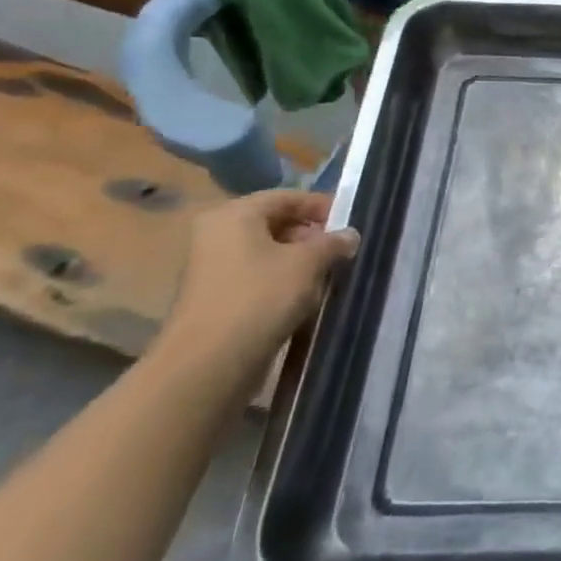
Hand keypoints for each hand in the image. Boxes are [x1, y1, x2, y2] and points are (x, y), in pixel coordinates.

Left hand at [162, 190, 360, 378]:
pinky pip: (258, 277)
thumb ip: (333, 243)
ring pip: (268, 253)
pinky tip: (306, 298)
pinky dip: (283, 282)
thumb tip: (350, 235)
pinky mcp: (217, 298)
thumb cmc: (260, 297)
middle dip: (312, 236)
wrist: (209, 363)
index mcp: (234, 215)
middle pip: (276, 224)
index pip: (287, 197)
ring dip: (301, 261)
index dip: (322, 207)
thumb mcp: (308, 263)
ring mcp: (213, 268)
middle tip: (342, 251)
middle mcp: (217, 234)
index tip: (351, 222)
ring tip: (330, 276)